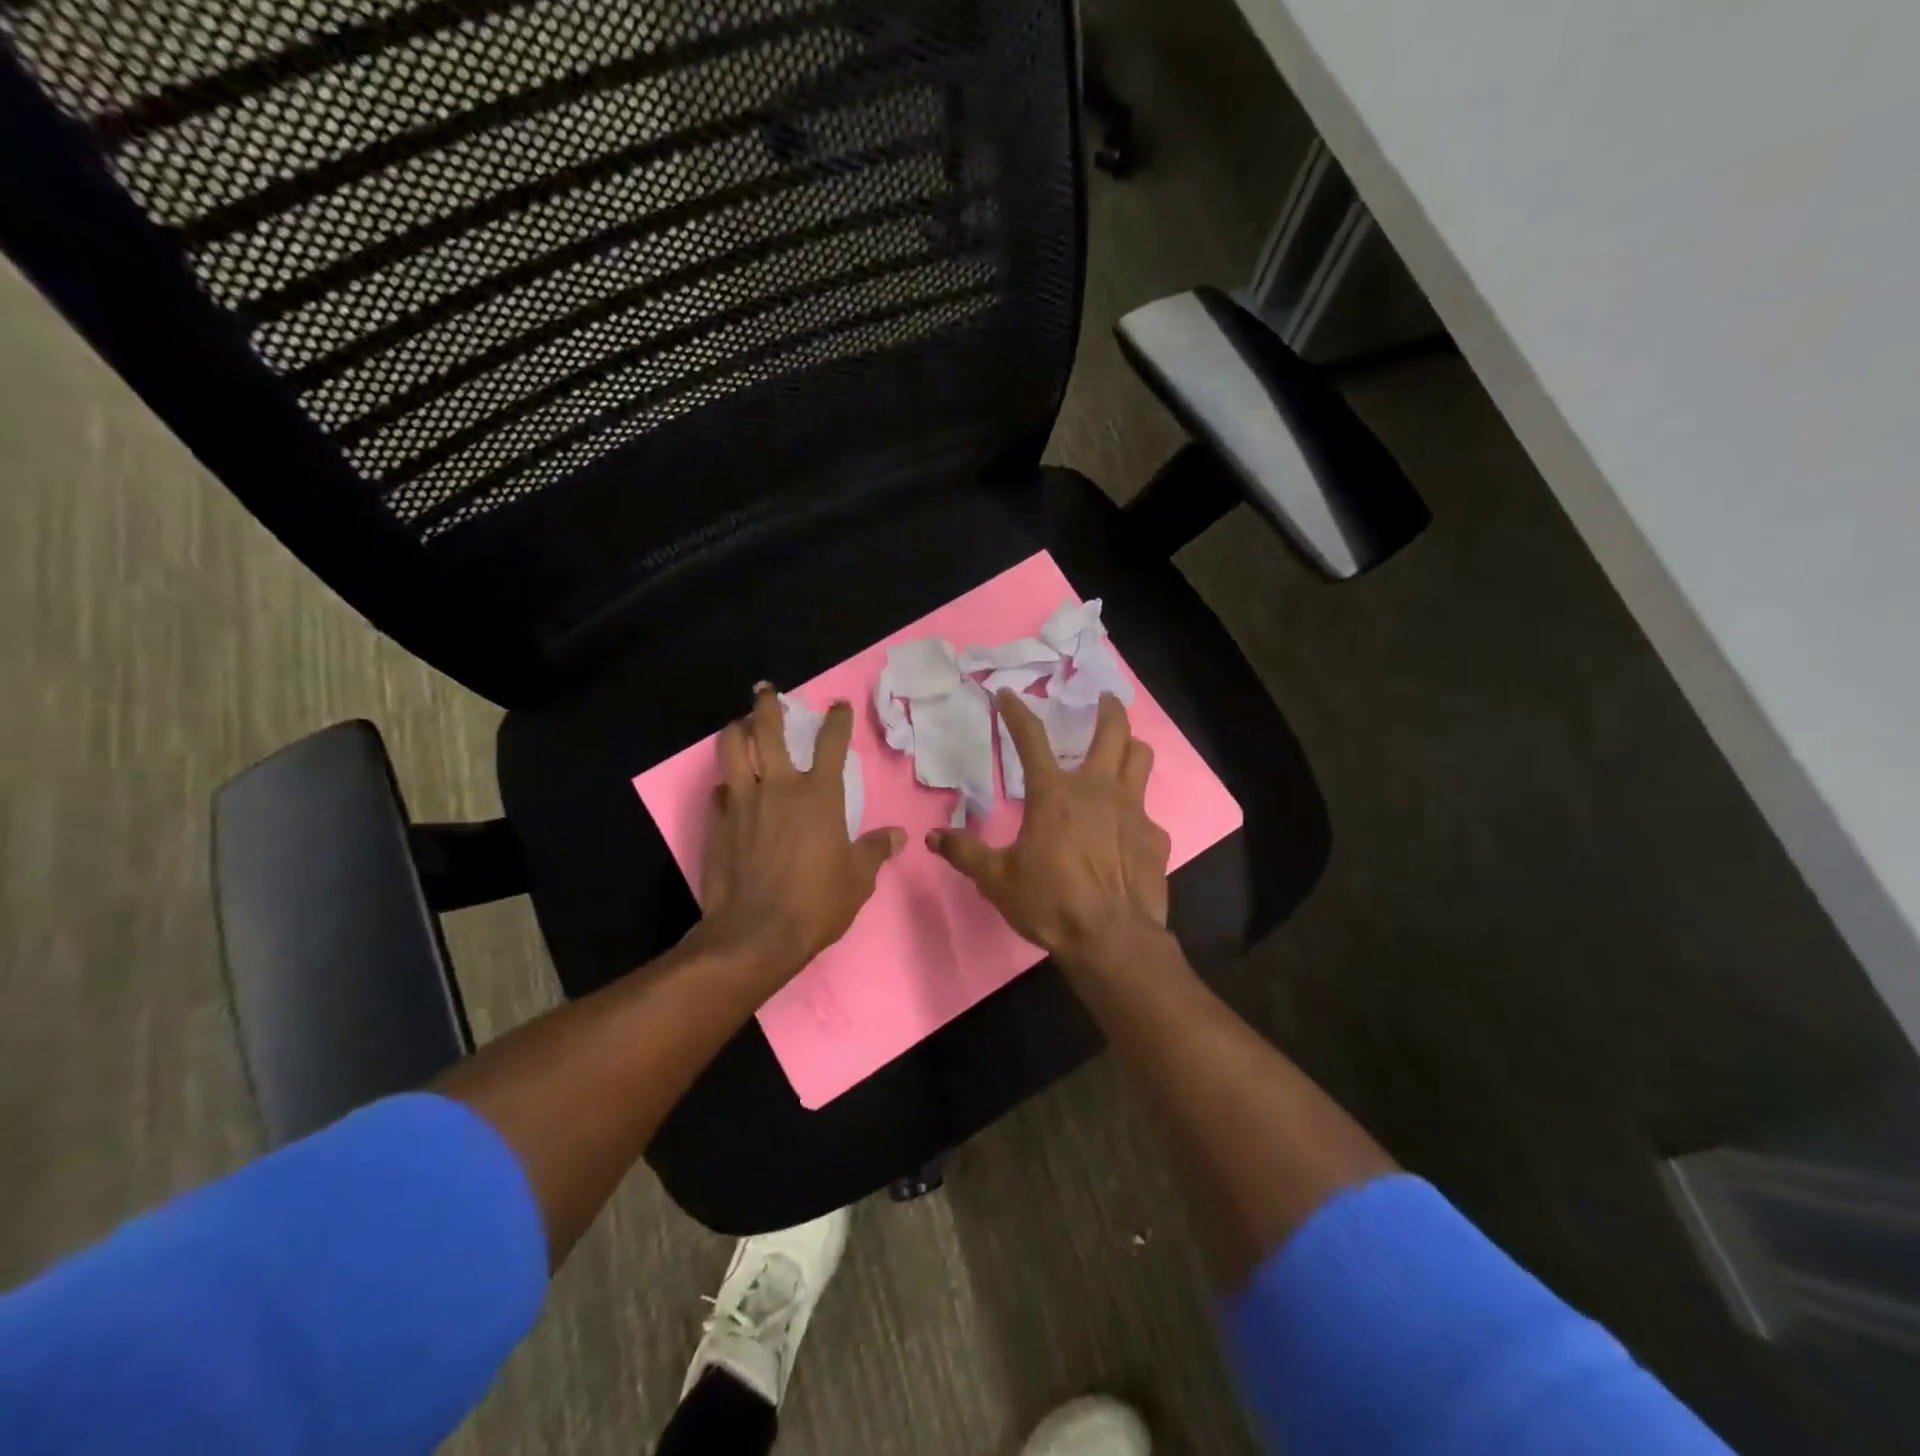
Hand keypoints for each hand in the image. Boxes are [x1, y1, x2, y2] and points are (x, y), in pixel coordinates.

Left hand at [697, 687, 905, 979]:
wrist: (756, 934)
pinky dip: (726, 782)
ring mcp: (743, 802)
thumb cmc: (816, 904)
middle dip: (767, 705)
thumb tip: (898, 836)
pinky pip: (720, 790)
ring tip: (740, 725)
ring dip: (736, 730)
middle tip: (766, 691)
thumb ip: (875, 851)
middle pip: (767, 730)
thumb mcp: (857, 880)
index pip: (831, 743)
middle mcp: (779, 787)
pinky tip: (729, 787)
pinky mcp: (718, 822)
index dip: (836, 720)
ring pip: (732, 749)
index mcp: (819, 795)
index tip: (837, 706)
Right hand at [928, 690, 1172, 972]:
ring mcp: (1132, 810)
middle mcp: (1097, 789)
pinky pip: (1147, 810)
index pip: (1030, 738)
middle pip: (1112, 731)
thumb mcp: (996, 879)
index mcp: (1054, 794)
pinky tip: (1126, 828)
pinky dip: (1135, 810)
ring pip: (1141, 758)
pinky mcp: (1154, 836)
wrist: (1111, 938)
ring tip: (1123, 748)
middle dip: (1107, 709)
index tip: (1007, 694)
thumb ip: (965, 853)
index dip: (1016, 712)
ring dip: (1131, 746)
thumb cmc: (1050, 902)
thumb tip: (933, 837)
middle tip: (1102, 700)